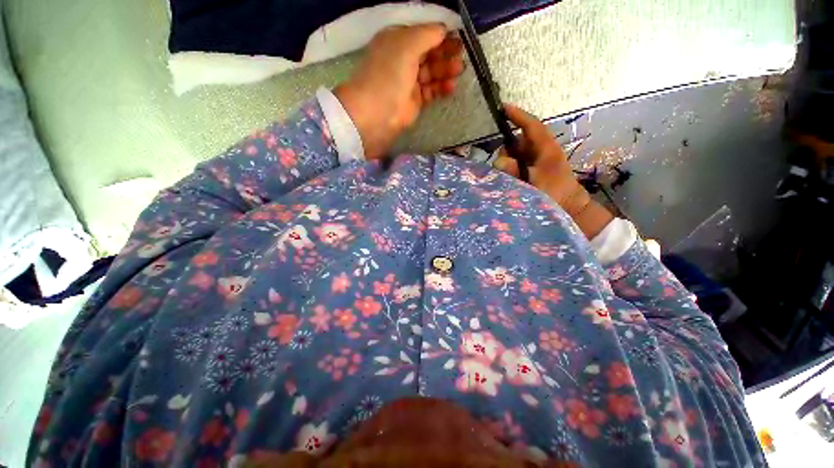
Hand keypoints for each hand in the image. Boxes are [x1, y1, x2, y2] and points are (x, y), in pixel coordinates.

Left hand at [334, 24, 463, 159]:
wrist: (377, 114)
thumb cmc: (389, 74)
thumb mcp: (406, 45)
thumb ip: (427, 34)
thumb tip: (443, 29)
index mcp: (397, 41)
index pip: (423, 34)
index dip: (440, 35)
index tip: (458, 38)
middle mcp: (403, 59)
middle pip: (429, 53)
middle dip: (445, 53)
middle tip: (461, 56)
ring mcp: (409, 82)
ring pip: (431, 73)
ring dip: (445, 70)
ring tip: (459, 71)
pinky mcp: (414, 101)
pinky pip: (431, 91)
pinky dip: (441, 88)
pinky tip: (451, 87)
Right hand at [495, 104, 613, 237]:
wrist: (569, 207)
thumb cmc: (555, 194)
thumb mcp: (536, 182)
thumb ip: (517, 172)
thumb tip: (500, 162)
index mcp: (546, 148)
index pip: (531, 126)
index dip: (518, 115)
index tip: (502, 108)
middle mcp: (540, 150)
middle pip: (517, 141)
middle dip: (507, 150)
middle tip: (503, 167)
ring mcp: (536, 159)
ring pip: (515, 153)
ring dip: (507, 162)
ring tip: (507, 177)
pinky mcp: (532, 169)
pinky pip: (516, 163)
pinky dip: (509, 168)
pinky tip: (508, 179)